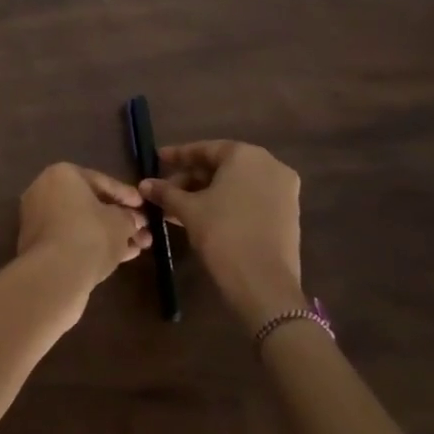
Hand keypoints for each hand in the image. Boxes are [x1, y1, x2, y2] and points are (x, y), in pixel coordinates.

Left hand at [15, 163, 151, 299]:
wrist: (54, 274)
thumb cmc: (90, 235)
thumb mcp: (121, 223)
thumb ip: (130, 218)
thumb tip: (135, 220)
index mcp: (62, 174)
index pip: (102, 181)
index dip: (127, 195)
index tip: (146, 207)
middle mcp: (44, 191)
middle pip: (90, 204)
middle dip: (119, 219)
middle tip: (143, 231)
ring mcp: (38, 219)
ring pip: (81, 224)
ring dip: (110, 234)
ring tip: (138, 247)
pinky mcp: (37, 245)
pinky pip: (71, 239)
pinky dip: (93, 245)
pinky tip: (120, 257)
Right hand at [139, 140, 304, 327]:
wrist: (264, 284)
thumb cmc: (223, 234)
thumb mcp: (188, 210)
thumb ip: (166, 192)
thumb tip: (144, 185)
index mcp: (246, 155)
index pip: (205, 149)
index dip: (178, 155)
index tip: (157, 159)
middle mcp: (270, 165)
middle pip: (222, 166)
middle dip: (191, 178)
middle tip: (166, 190)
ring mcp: (284, 190)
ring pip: (236, 184)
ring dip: (207, 193)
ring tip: (178, 207)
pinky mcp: (289, 214)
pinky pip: (250, 199)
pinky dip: (227, 204)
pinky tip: (203, 217)